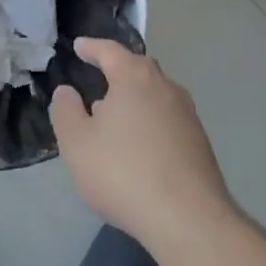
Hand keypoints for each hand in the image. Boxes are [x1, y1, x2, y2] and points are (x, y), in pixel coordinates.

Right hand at [51, 39, 232, 253]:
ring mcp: (188, 115)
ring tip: (114, 114)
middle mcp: (166, 88)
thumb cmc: (123, 172)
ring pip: (156, 94)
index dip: (92, 47)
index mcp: (135, 78)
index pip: (111, 51)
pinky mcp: (199, 143)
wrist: (188, 219)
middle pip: (139, 68)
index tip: (79, 46)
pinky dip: (149, 121)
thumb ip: (66, 112)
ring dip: (135, 98)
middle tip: (98, 75)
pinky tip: (138, 144)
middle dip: (118, 69)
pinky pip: (167, 119)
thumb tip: (67, 91)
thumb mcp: (77, 144)